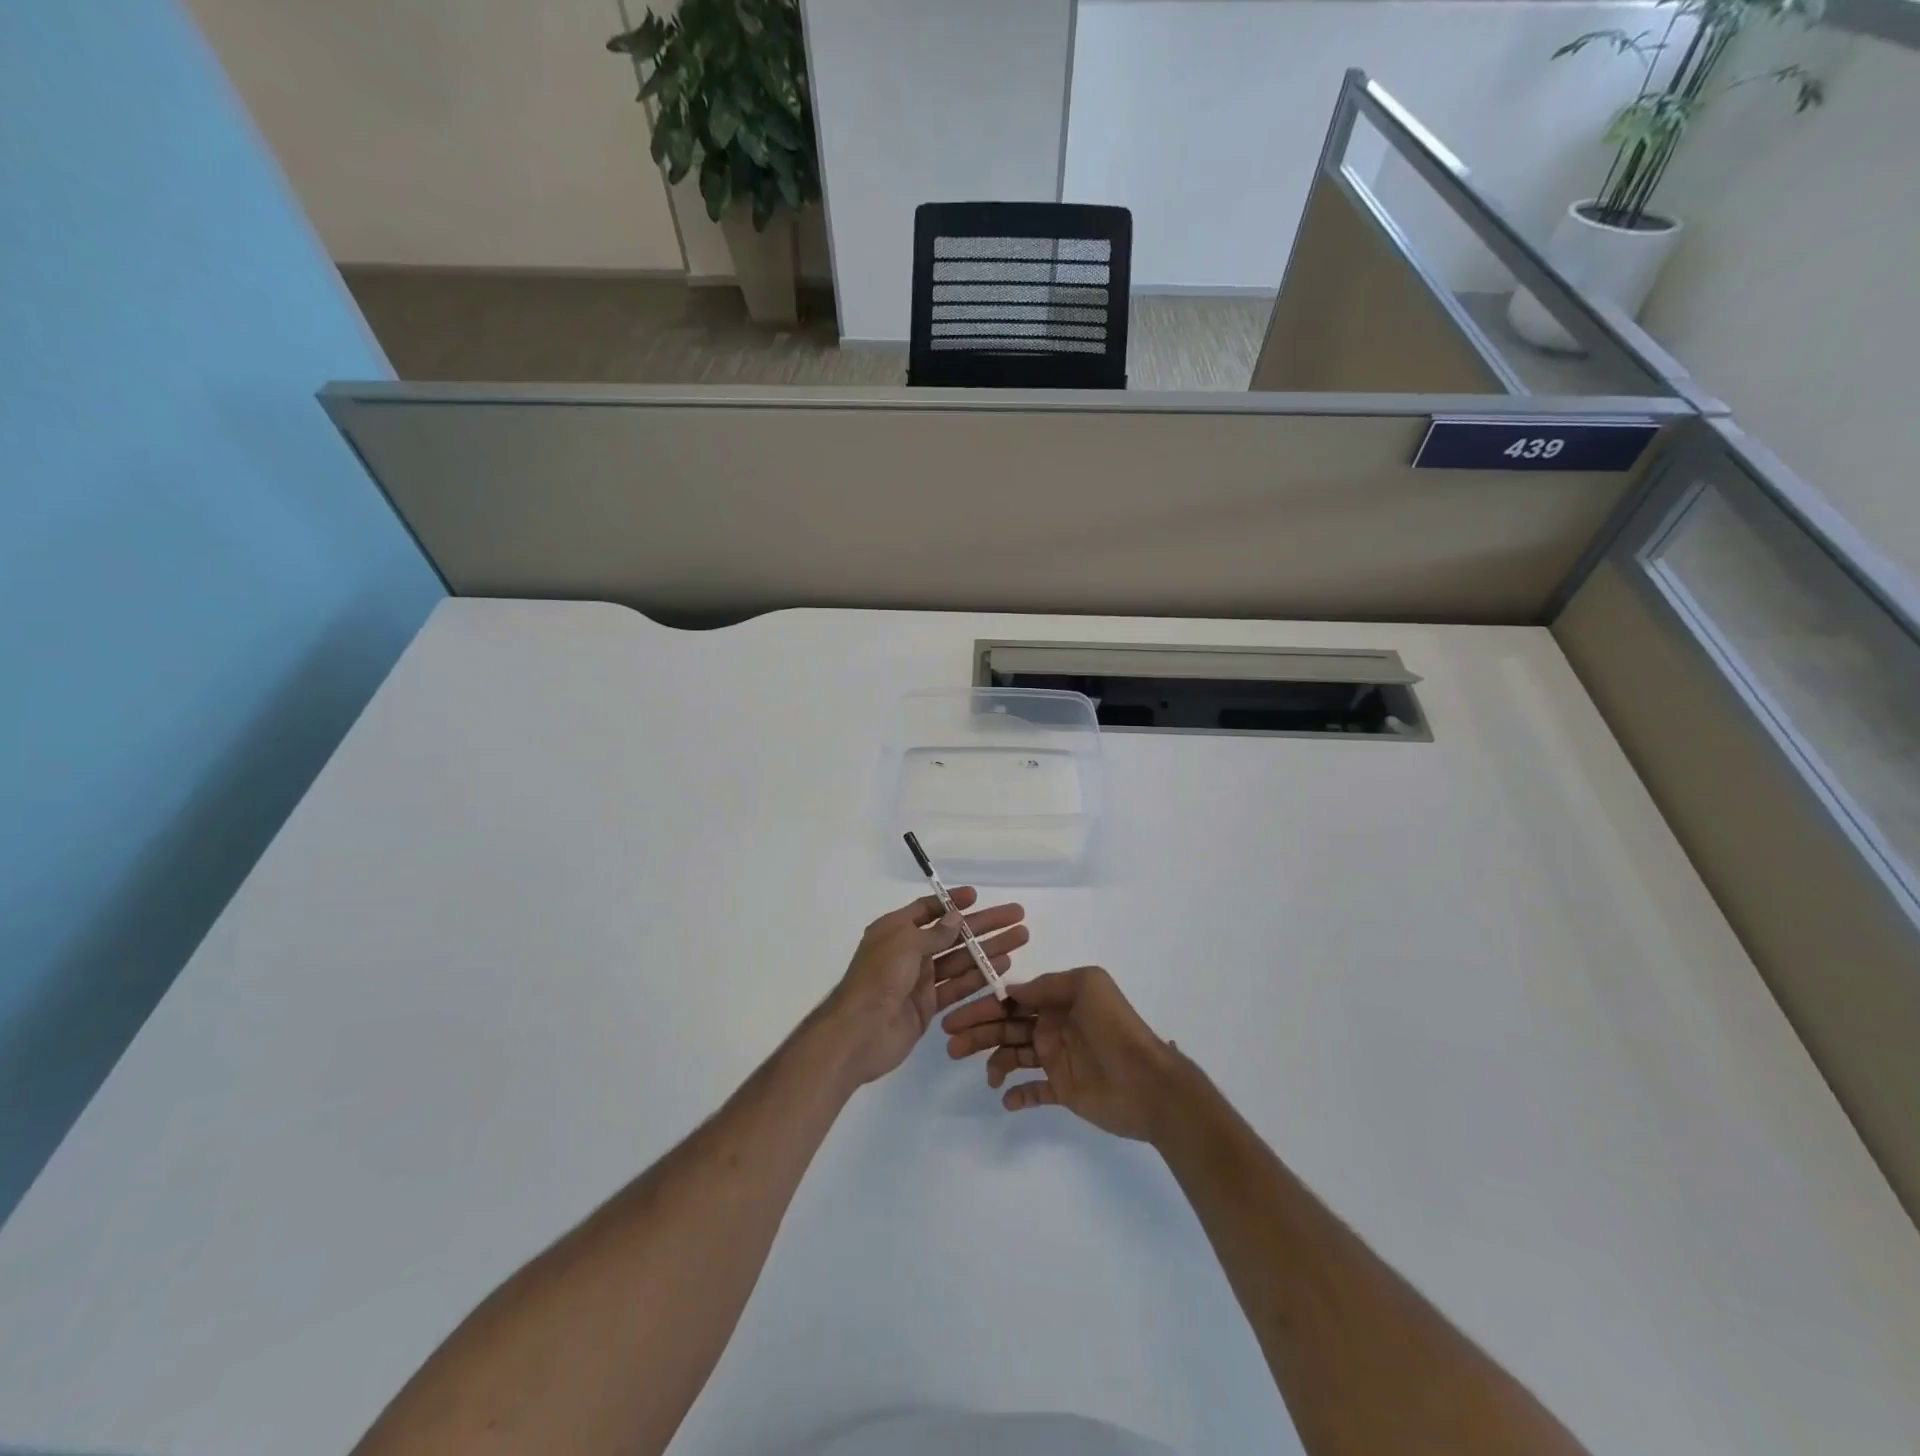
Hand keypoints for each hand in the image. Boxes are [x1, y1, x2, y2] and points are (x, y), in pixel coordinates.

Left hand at [821, 888, 1027, 1087]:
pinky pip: (958, 986)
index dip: (952, 903)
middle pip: (952, 933)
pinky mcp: (928, 1005)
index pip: (927, 909)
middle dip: (984, 924)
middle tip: (1016, 915)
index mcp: (896, 930)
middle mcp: (908, 951)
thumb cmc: (879, 978)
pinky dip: (980, 976)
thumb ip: (934, 933)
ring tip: (1020, 937)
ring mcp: (919, 979)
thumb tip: (956, 917)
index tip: (978, 897)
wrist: (859, 1033)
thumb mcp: (905, 944)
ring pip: (961, 959)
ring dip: (989, 948)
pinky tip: (1004, 965)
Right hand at [942, 966, 1177, 1140]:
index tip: (957, 1014)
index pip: (1013, 1000)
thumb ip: (1048, 985)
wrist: (1149, 1083)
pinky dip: (1017, 1095)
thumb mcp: (1087, 986)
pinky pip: (1033, 1091)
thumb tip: (1012, 991)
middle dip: (978, 1032)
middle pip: (1006, 1027)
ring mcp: (1057, 1059)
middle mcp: (1052, 1027)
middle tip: (951, 1044)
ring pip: (1014, 1056)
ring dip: (993, 1062)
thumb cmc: (1116, 1028)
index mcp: (1057, 1001)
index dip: (984, 1006)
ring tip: (986, 1075)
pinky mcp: (1063, 1090)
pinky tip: (1007, 1098)